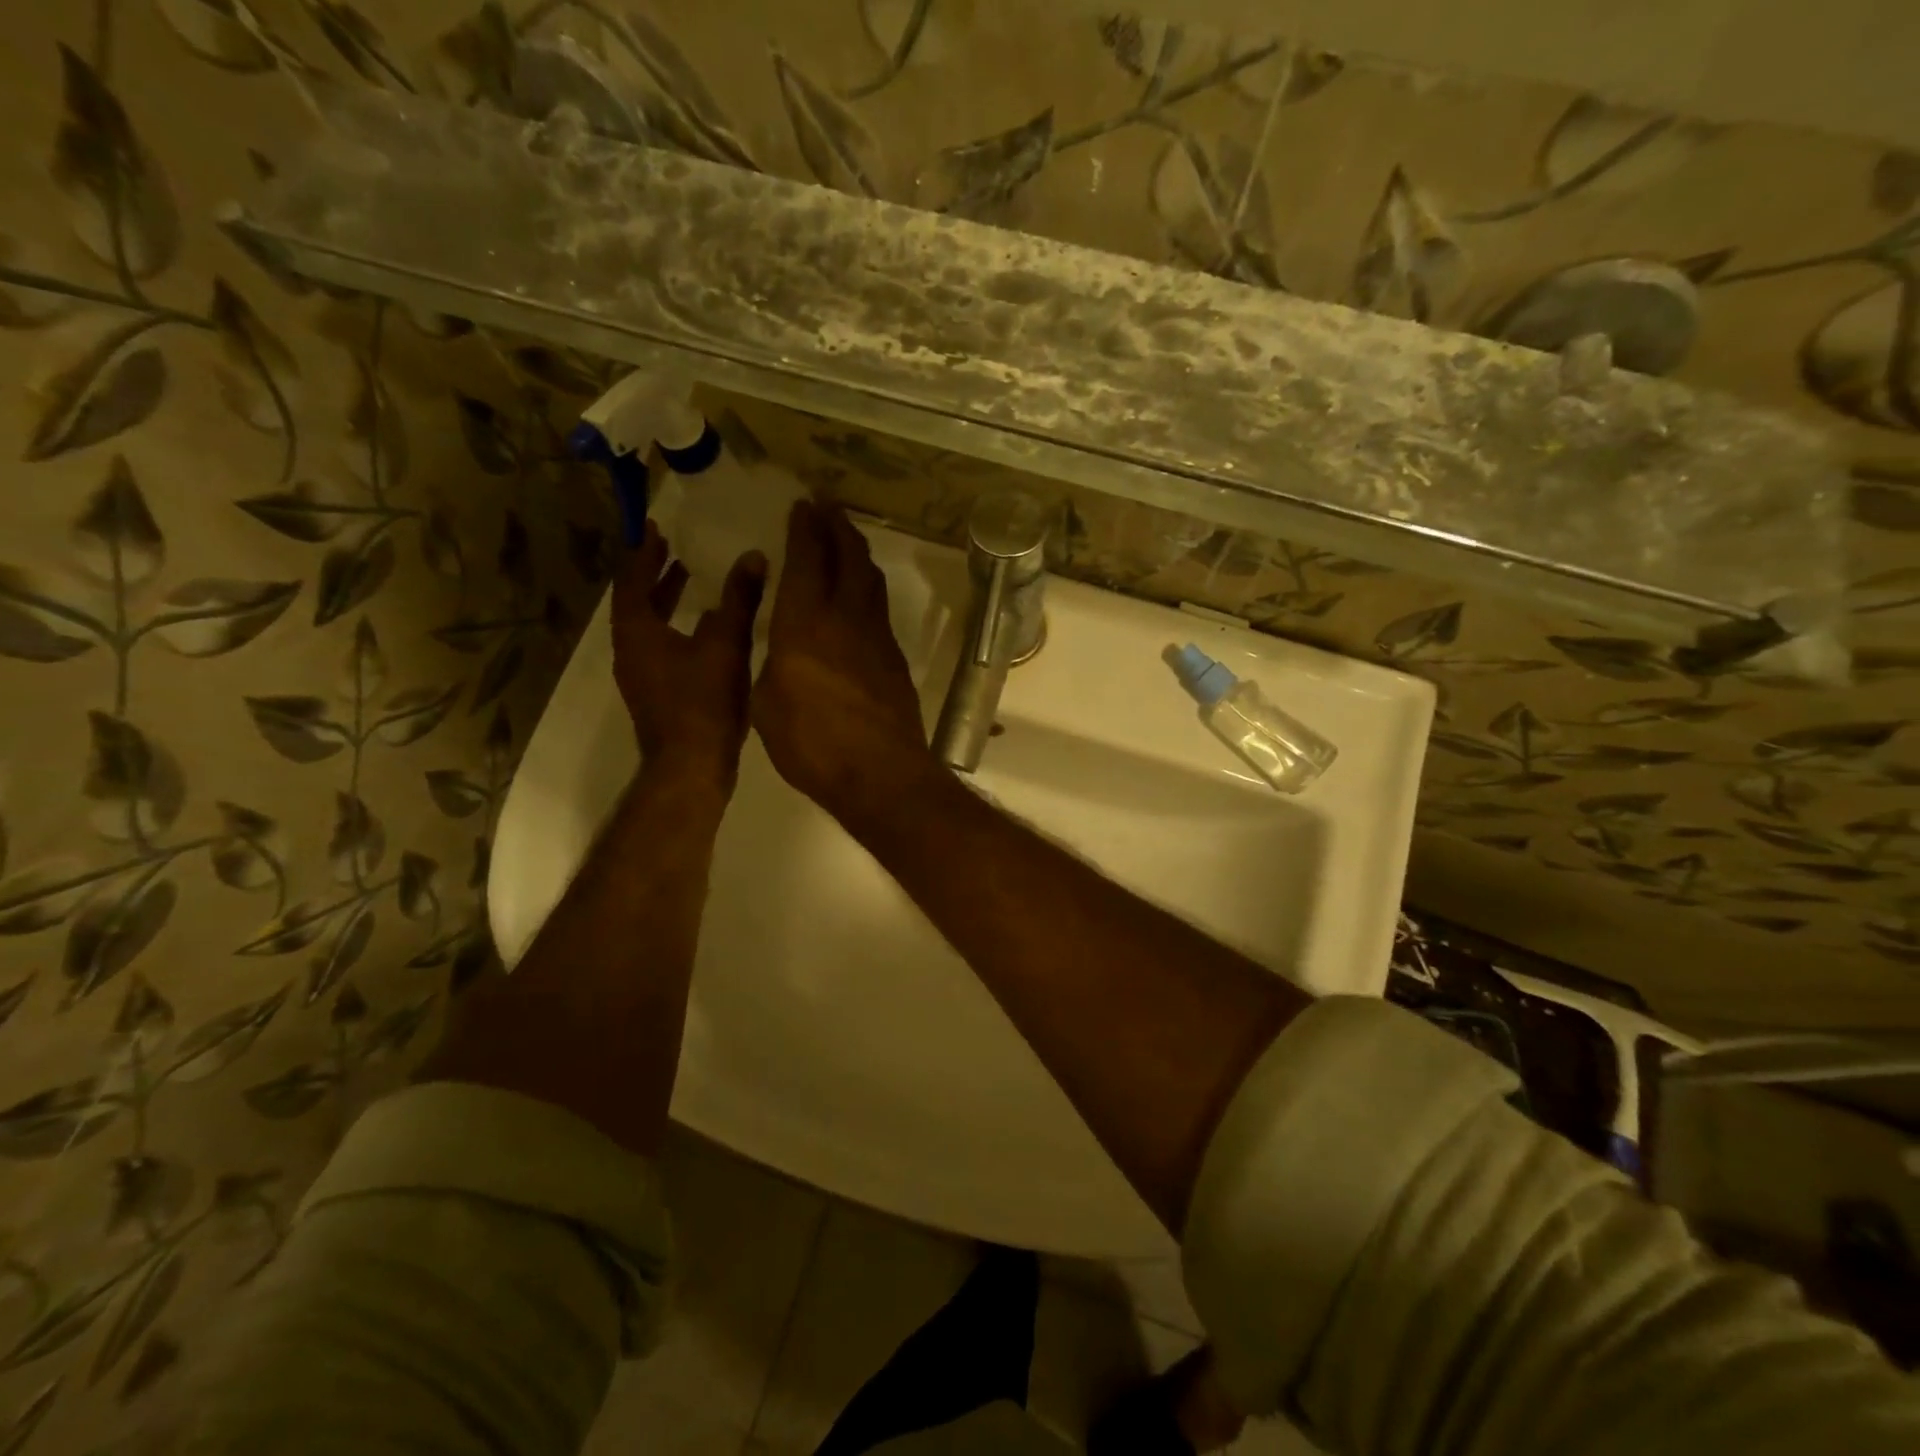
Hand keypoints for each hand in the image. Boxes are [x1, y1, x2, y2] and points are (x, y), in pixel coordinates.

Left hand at [612, 521, 765, 792]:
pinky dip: (674, 628)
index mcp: (637, 633)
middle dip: (654, 574)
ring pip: (647, 627)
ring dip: (664, 601)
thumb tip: (752, 556)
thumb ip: (739, 600)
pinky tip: (705, 629)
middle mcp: (630, 651)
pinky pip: (659, 647)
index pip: (631, 581)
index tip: (654, 528)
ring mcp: (641, 676)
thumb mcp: (727, 645)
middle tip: (672, 549)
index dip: (642, 553)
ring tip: (690, 580)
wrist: (692, 766)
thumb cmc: (703, 703)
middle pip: (635, 603)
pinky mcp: (656, 694)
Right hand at [753, 501, 940, 827]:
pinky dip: (867, 587)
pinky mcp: (894, 658)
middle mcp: (845, 617)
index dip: (805, 529)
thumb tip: (784, 646)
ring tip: (845, 539)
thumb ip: (773, 662)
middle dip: (836, 526)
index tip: (803, 506)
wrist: (879, 773)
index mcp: (804, 623)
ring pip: (870, 579)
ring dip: (857, 552)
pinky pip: (879, 607)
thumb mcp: (765, 702)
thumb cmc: (810, 743)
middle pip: (847, 557)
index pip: (806, 560)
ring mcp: (876, 636)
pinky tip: (860, 594)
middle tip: (827, 507)